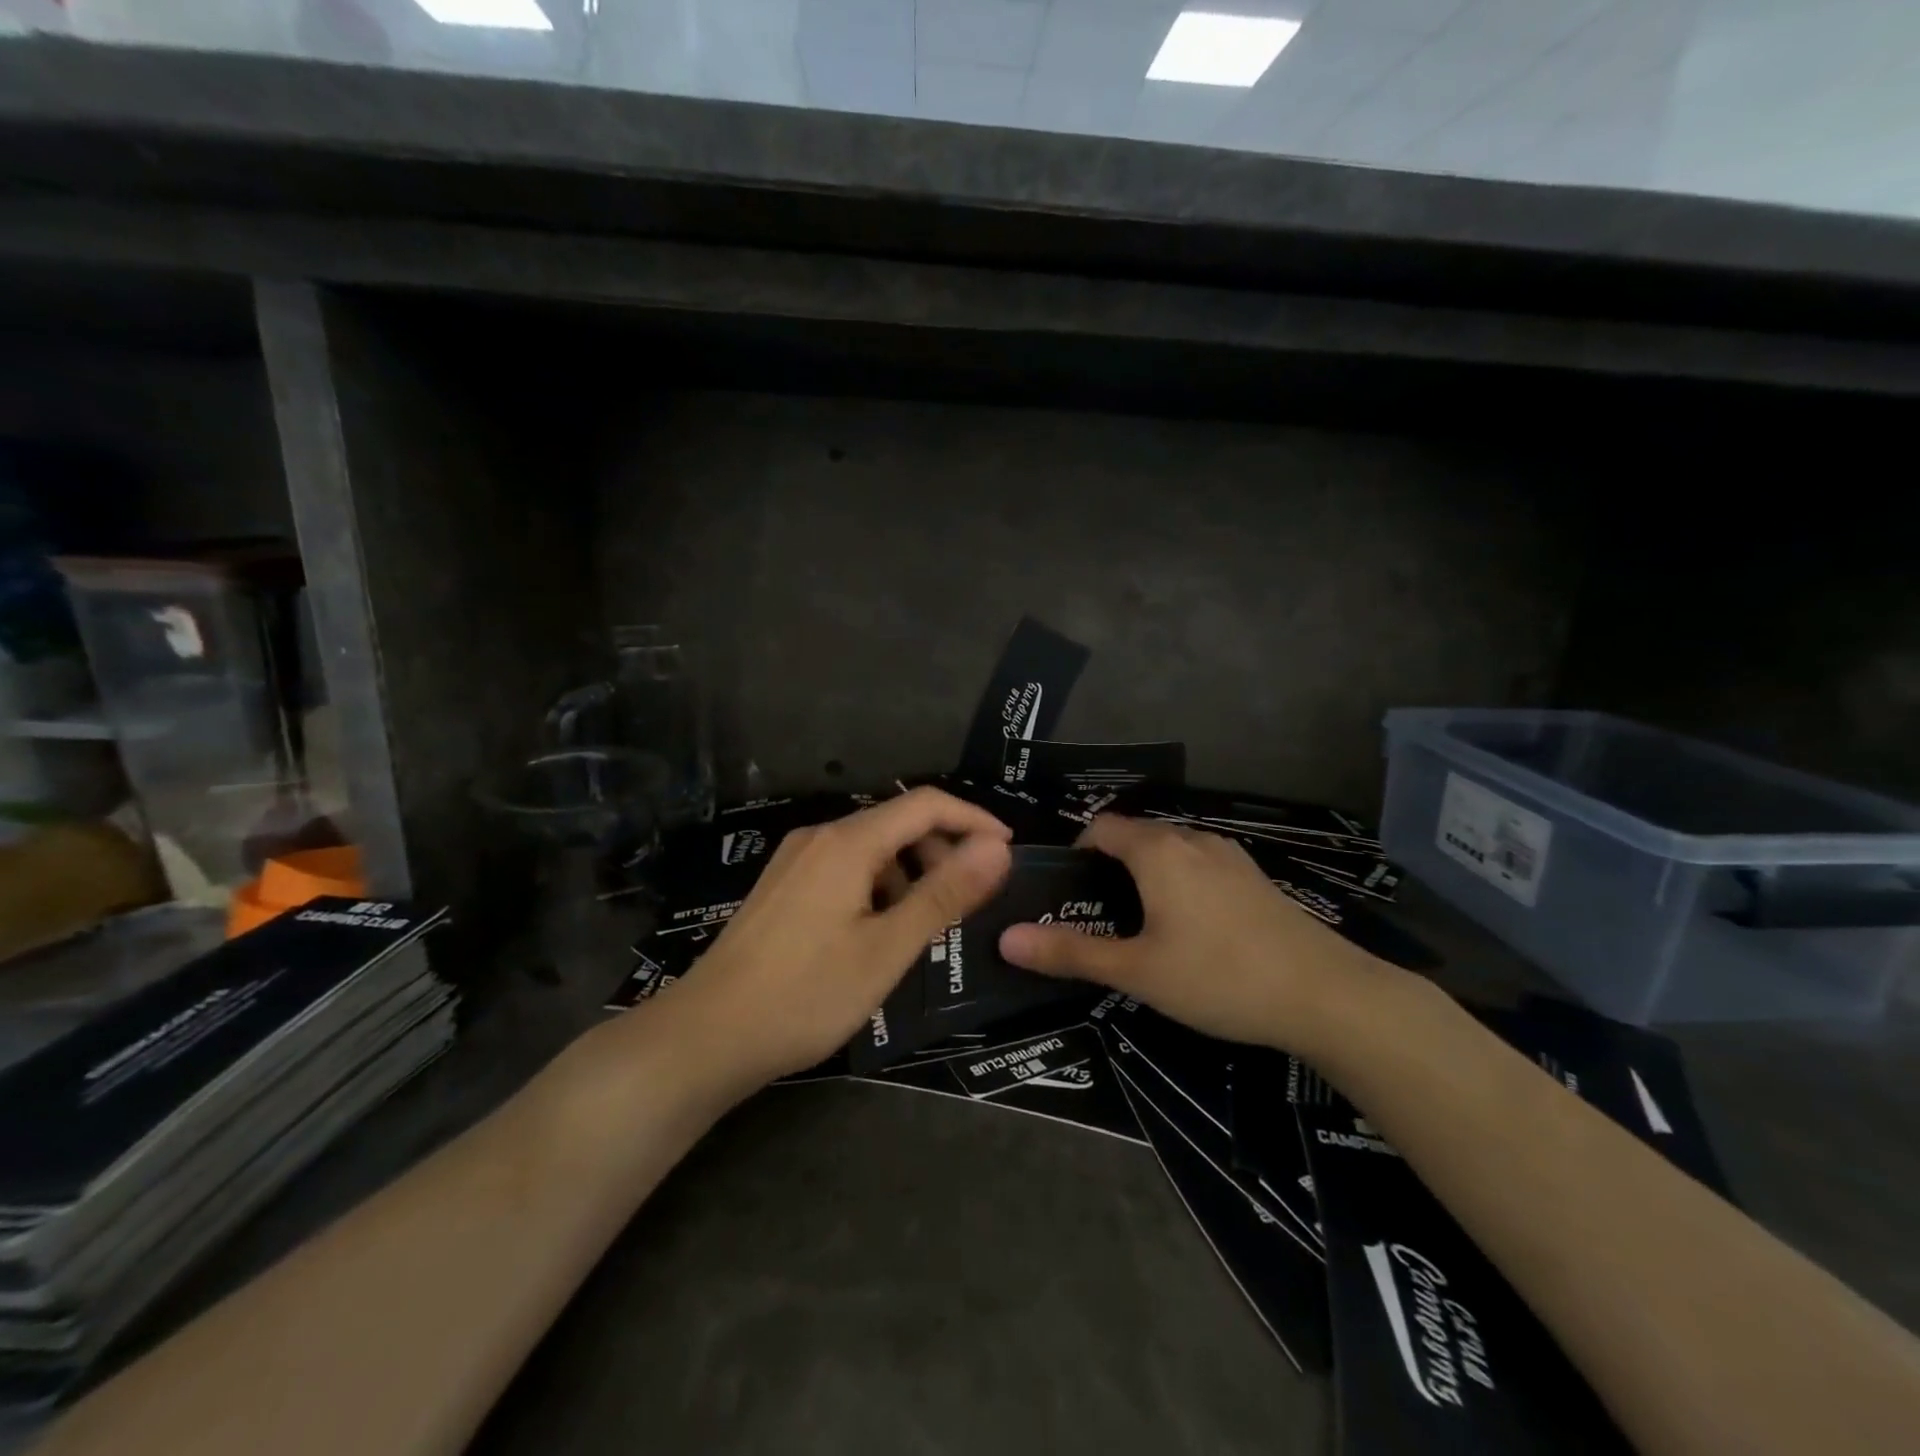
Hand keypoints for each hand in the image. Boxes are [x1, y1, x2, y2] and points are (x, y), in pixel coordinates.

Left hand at [663, 788, 1012, 1083]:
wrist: (704, 1037)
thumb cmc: (805, 994)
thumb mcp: (887, 949)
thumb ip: (944, 894)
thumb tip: (997, 849)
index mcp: (847, 842)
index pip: (925, 804)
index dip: (973, 819)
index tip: (1007, 851)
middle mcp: (819, 837)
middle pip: (896, 822)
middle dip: (942, 849)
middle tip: (971, 897)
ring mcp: (795, 860)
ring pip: (870, 848)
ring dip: (910, 870)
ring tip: (928, 921)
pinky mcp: (782, 886)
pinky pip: (845, 868)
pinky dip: (878, 885)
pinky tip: (879, 930)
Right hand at [998, 815, 1391, 1050]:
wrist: (1326, 994)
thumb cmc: (1219, 976)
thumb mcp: (1137, 971)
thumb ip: (1070, 952)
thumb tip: (1006, 939)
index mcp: (1157, 850)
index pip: (1102, 827)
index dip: (1077, 851)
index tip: (1068, 891)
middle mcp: (1192, 839)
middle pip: (1137, 836)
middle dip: (1110, 865)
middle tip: (1097, 915)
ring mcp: (1230, 856)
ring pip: (1172, 850)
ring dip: (1148, 874)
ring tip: (1140, 923)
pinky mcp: (1256, 878)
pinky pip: (1201, 865)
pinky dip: (1181, 882)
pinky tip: (1192, 929)